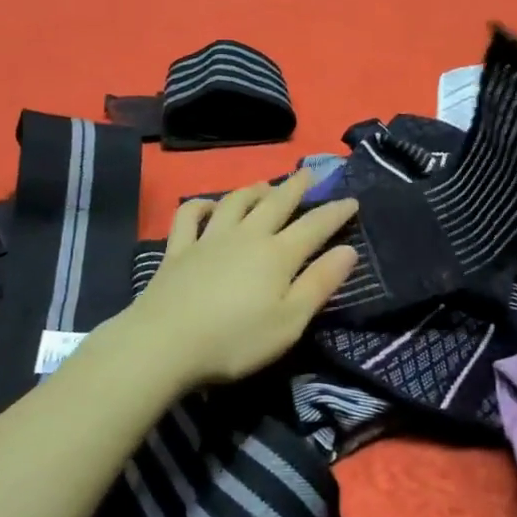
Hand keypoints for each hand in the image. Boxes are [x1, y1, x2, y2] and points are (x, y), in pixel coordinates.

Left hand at [121, 170, 359, 391]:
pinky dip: (199, 205)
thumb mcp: (289, 322)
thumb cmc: (235, 340)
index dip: (335, 212)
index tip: (352, 199)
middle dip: (296, 187)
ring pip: (235, 202)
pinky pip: (189, 216)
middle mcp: (246, 236)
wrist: (165, 343)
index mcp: (277, 255)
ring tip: (265, 184)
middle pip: (276, 203)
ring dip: (253, 190)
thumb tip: (349, 251)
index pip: (314, 226)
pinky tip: (207, 205)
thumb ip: (319, 284)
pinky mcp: (178, 249)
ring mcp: (209, 239)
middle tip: (309, 173)